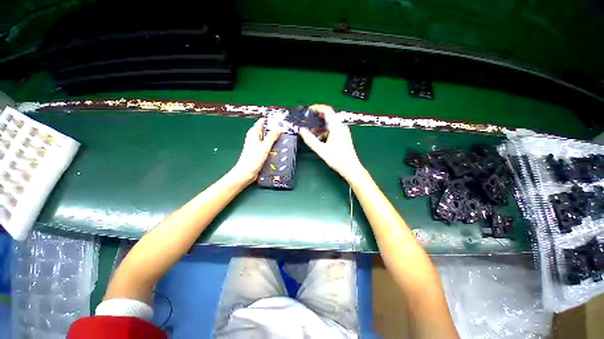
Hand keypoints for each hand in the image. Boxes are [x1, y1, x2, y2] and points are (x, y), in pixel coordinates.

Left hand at [231, 118, 279, 184]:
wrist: (246, 173)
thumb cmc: (253, 159)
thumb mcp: (264, 147)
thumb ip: (271, 137)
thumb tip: (278, 128)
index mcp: (254, 133)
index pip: (263, 122)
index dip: (271, 121)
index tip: (281, 122)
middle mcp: (255, 137)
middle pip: (266, 130)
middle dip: (275, 131)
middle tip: (285, 132)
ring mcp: (257, 144)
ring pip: (268, 139)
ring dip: (275, 139)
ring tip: (284, 140)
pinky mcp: (259, 151)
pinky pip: (267, 146)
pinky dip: (273, 146)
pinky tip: (279, 148)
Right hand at [299, 104, 364, 180]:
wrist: (351, 168)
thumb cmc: (337, 159)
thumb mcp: (321, 150)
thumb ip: (310, 139)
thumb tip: (300, 130)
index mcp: (336, 127)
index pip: (327, 110)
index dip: (317, 107)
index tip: (308, 110)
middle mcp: (341, 126)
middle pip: (329, 115)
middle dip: (317, 116)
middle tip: (307, 120)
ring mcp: (343, 131)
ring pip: (330, 123)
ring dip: (320, 124)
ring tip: (310, 130)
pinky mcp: (343, 136)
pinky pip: (333, 129)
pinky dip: (325, 130)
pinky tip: (319, 137)